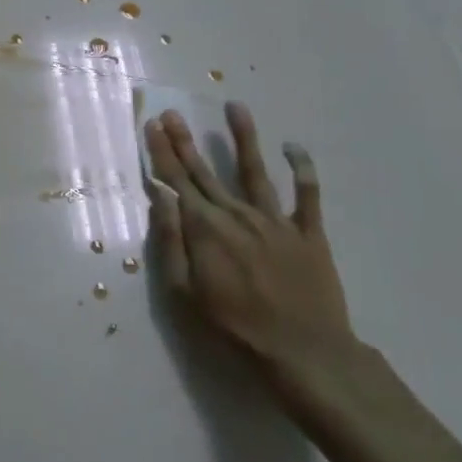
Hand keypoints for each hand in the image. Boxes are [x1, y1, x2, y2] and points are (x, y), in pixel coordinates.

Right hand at [145, 104, 356, 398]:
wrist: (306, 354)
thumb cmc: (236, 330)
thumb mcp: (186, 294)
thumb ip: (172, 242)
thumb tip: (160, 197)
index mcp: (206, 229)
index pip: (177, 181)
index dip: (163, 152)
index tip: (153, 125)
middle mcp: (237, 214)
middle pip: (206, 171)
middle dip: (186, 140)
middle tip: (173, 113)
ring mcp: (275, 220)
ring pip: (255, 170)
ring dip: (244, 137)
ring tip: (235, 106)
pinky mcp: (309, 233)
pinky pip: (307, 195)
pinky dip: (303, 169)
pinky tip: (294, 146)